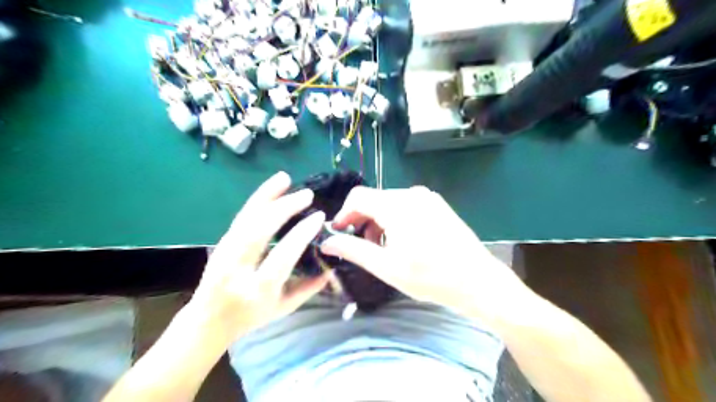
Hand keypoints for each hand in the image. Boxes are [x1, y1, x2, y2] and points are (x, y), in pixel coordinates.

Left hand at [184, 171, 328, 344]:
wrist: (208, 320)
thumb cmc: (250, 317)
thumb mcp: (284, 308)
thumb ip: (309, 288)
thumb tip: (332, 268)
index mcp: (258, 289)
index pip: (282, 256)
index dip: (301, 234)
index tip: (318, 217)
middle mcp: (238, 269)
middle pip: (259, 231)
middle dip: (284, 209)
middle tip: (306, 195)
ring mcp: (225, 253)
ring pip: (246, 218)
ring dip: (267, 196)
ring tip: (286, 179)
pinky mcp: (222, 242)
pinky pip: (241, 216)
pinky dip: (257, 199)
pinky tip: (271, 187)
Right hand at [322, 187, 526, 321]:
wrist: (477, 280)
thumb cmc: (429, 276)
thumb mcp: (386, 266)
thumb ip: (353, 249)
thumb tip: (326, 242)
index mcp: (396, 205)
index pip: (358, 197)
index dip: (343, 214)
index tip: (339, 233)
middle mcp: (411, 194)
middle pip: (374, 199)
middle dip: (362, 220)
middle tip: (362, 246)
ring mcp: (427, 198)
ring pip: (390, 203)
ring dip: (379, 221)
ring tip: (382, 247)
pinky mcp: (438, 205)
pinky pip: (407, 206)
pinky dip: (395, 219)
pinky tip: (402, 240)